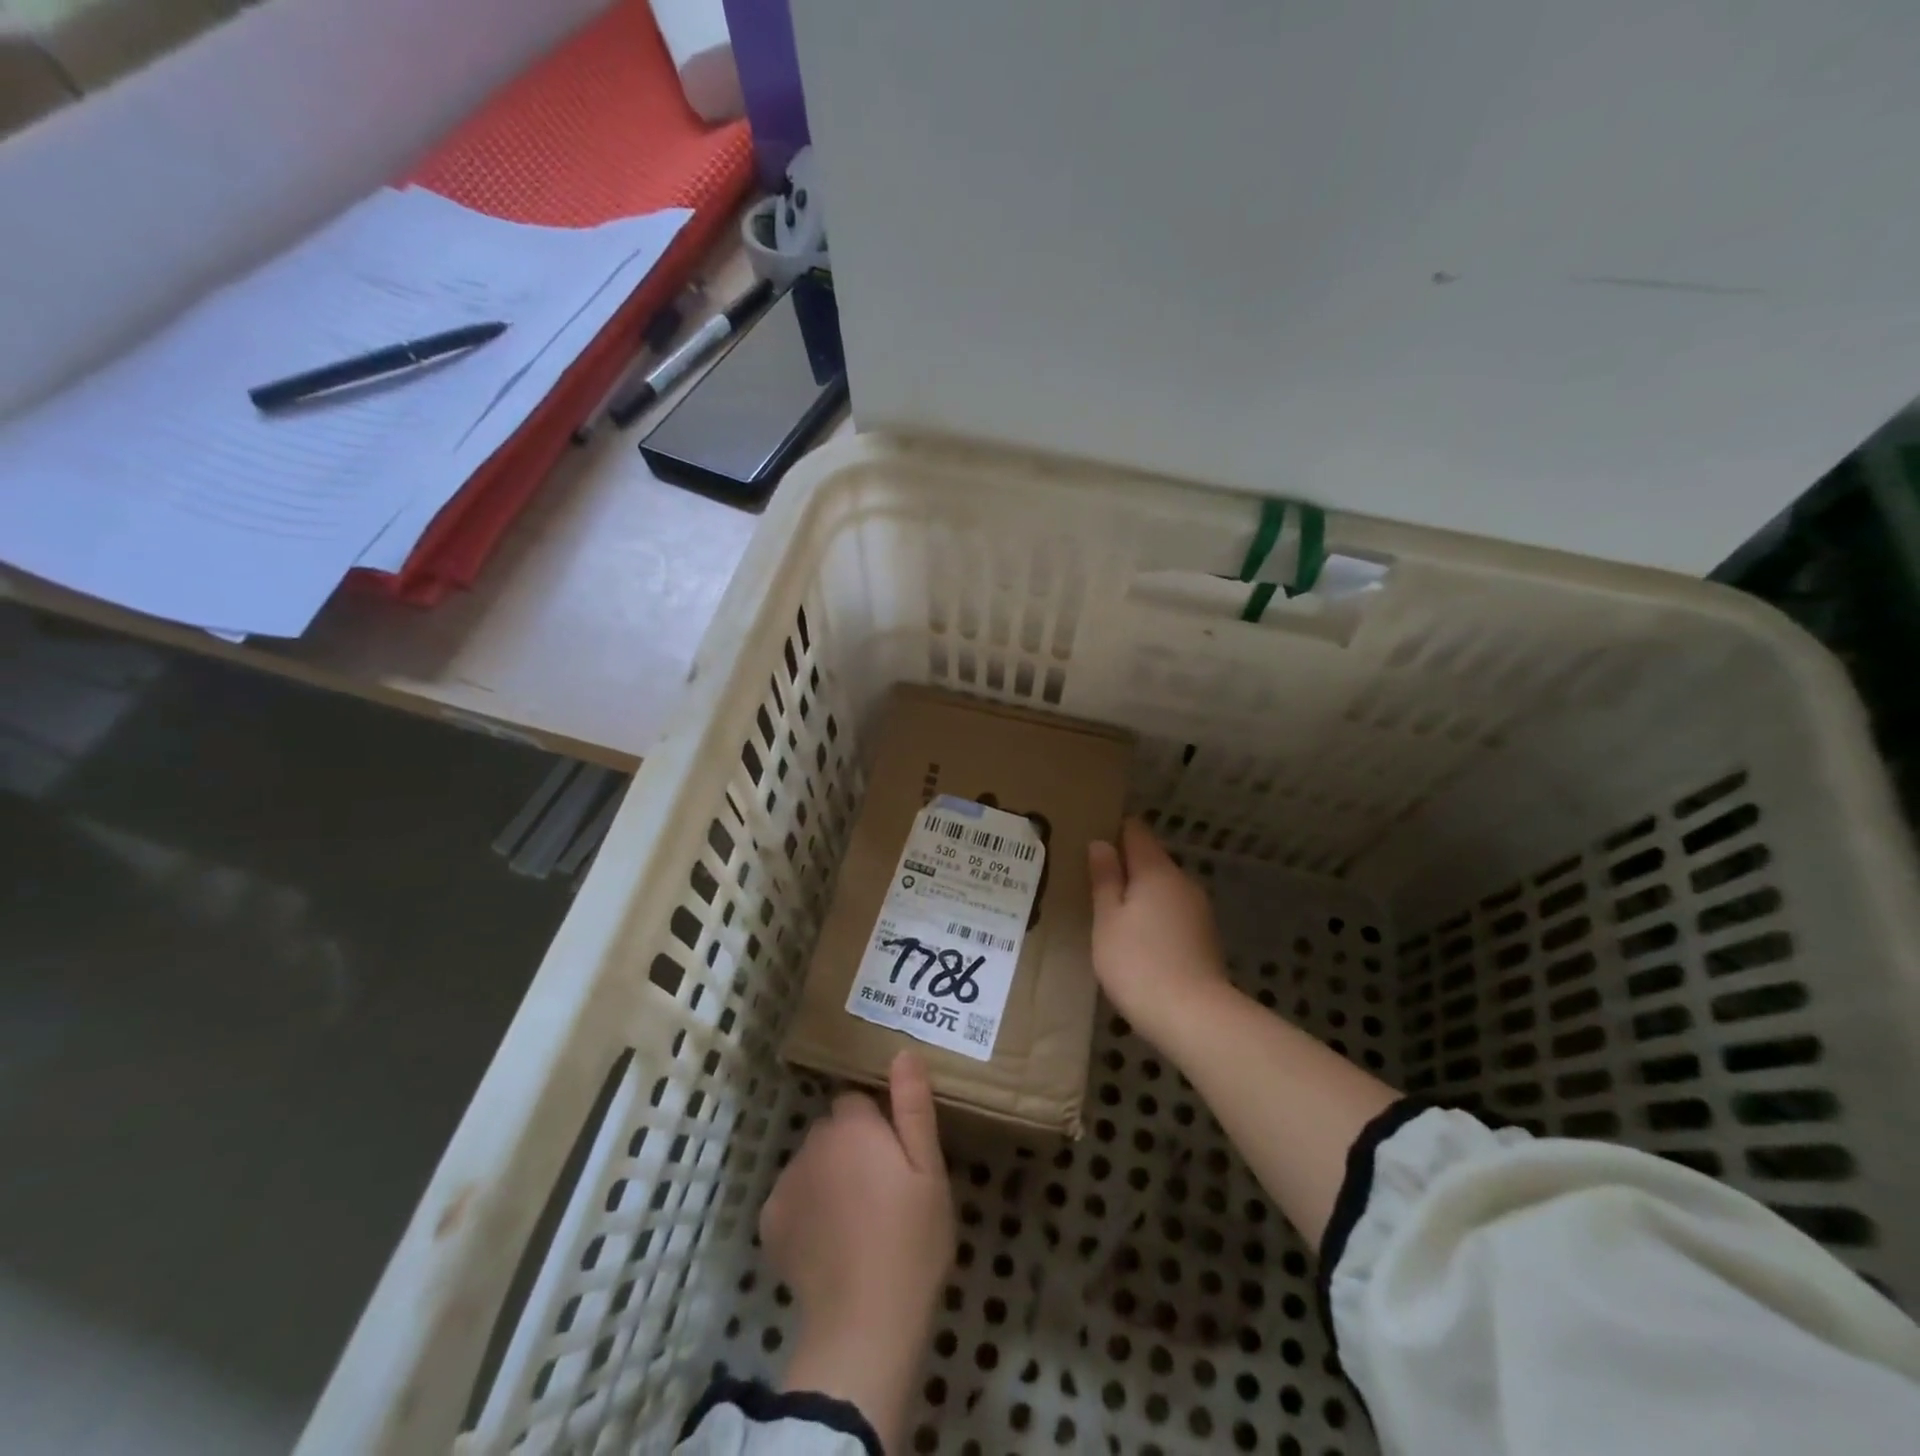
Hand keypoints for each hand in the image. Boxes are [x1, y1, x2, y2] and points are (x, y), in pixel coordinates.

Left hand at [763, 1051, 953, 1447]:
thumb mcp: (929, 1171)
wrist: (864, 1326)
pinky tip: (829, 1239)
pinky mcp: (770, 1221)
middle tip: (882, 1189)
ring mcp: (786, 1182)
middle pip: (833, 1129)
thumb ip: (913, 1107)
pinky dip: (807, 1208)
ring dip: (829, 1175)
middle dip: (852, 1146)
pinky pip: (792, 1196)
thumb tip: (903, 1053)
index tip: (896, 1156)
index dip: (878, 1123)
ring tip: (857, 1219)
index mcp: (852, 1125)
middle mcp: (812, 1142)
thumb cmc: (910, 1241)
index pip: (858, 1100)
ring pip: (812, 1162)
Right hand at [1087, 817, 1230, 1038]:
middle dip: (1125, 866)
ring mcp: (1198, 909)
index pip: (1136, 831)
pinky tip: (1137, 939)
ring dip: (1140, 894)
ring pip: (1163, 888)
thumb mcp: (1107, 920)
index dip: (1114, 830)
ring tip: (1111, 913)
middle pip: (1151, 860)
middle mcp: (1182, 881)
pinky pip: (1172, 912)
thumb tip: (1101, 844)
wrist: (1194, 1016)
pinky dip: (1154, 917)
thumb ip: (1104, 879)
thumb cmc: (1138, 962)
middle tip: (1093, 882)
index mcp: (1156, 870)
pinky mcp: (1204, 937)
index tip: (1091, 841)